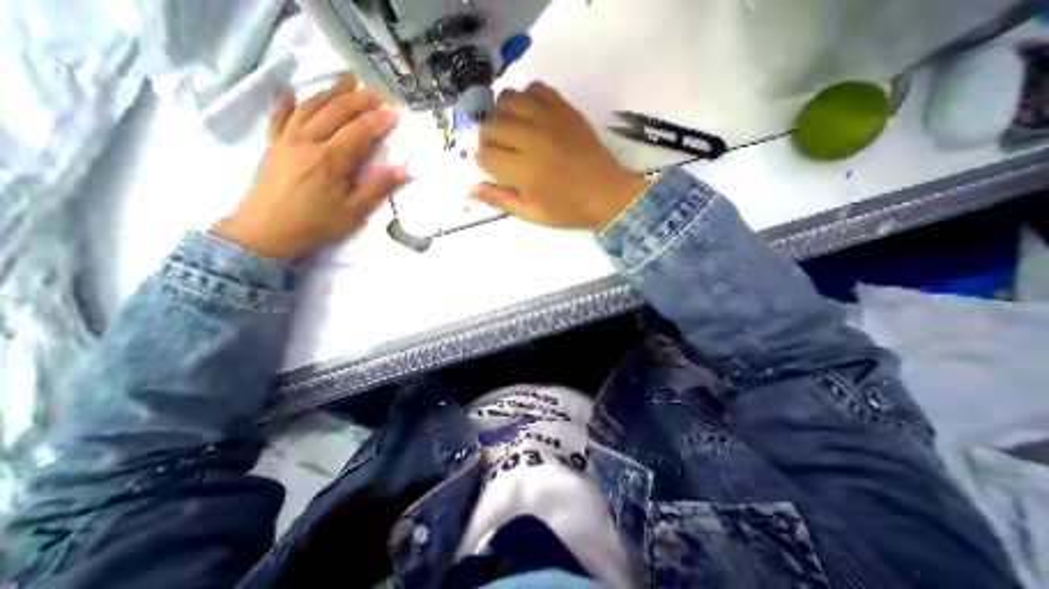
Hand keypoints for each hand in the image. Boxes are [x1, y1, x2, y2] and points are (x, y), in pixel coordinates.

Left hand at [209, 74, 407, 261]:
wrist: (267, 231)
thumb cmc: (317, 223)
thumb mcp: (354, 211)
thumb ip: (377, 188)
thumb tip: (401, 171)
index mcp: (331, 159)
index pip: (359, 131)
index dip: (379, 121)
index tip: (396, 114)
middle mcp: (308, 142)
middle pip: (335, 112)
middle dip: (359, 100)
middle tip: (377, 93)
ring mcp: (287, 140)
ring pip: (310, 108)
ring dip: (330, 93)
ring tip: (346, 81)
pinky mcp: (273, 145)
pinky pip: (279, 117)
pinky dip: (287, 102)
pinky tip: (292, 91)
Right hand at [475, 83, 652, 230]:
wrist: (608, 195)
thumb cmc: (568, 210)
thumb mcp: (532, 214)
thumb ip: (500, 199)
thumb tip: (469, 190)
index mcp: (524, 170)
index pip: (485, 154)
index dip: (484, 162)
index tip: (494, 169)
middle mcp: (532, 139)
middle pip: (491, 124)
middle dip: (488, 138)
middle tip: (501, 151)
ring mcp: (549, 119)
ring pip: (508, 99)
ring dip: (502, 114)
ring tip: (512, 131)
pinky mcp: (565, 109)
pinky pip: (535, 88)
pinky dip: (526, 98)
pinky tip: (531, 116)